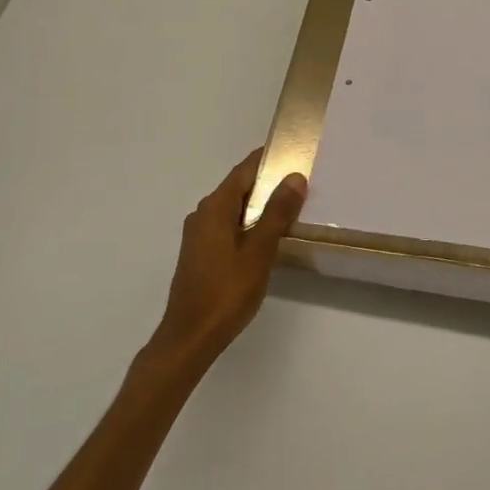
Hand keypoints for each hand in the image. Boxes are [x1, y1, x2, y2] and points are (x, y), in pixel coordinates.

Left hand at [149, 148, 305, 369]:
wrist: (190, 338)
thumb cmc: (226, 292)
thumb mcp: (259, 252)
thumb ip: (276, 214)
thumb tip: (294, 177)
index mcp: (214, 209)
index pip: (243, 171)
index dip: (266, 159)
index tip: (292, 151)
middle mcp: (202, 215)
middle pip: (238, 188)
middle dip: (266, 182)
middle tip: (300, 181)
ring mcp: (198, 236)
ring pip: (233, 209)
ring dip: (258, 205)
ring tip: (290, 207)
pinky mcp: (200, 254)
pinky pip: (227, 226)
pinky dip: (248, 223)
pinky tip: (266, 237)